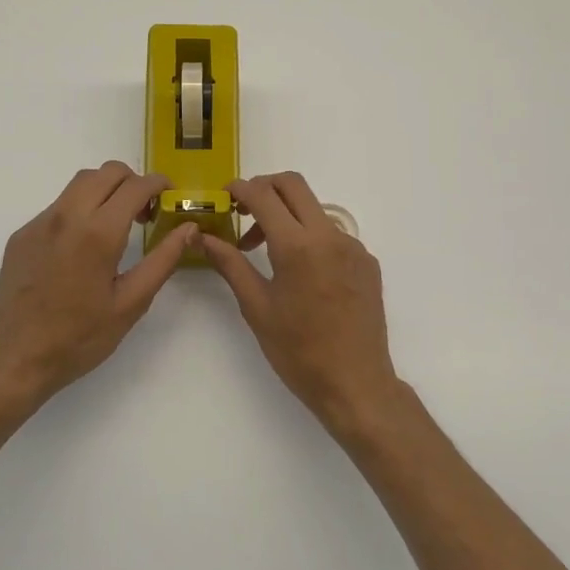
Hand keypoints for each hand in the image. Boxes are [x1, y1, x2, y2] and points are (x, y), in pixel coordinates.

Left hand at [0, 161, 196, 406]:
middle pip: (106, 172)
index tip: (170, 197)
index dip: (159, 184)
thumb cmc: (78, 337)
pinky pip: (58, 206)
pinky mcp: (22, 235)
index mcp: (98, 232)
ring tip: (116, 226)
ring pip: (79, 183)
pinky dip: (80, 210)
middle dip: (133, 182)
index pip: (136, 185)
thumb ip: (163, 260)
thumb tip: (188, 229)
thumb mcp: (130, 303)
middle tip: (145, 213)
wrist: (13, 359)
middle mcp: (66, 216)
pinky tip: (82, 248)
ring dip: (105, 191)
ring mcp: (40, 223)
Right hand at [202, 172, 400, 432]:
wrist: (356, 384)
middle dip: (264, 188)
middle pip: (294, 185)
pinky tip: (300, 272)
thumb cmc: (298, 351)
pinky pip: (333, 234)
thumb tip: (202, 237)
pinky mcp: (367, 262)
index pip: (264, 195)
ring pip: (314, 209)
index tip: (224, 198)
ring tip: (266, 252)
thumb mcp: (257, 307)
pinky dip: (310, 237)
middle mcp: (329, 236)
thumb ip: (230, 264)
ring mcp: (353, 246)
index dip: (239, 190)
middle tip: (243, 212)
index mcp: (298, 246)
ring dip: (287, 215)